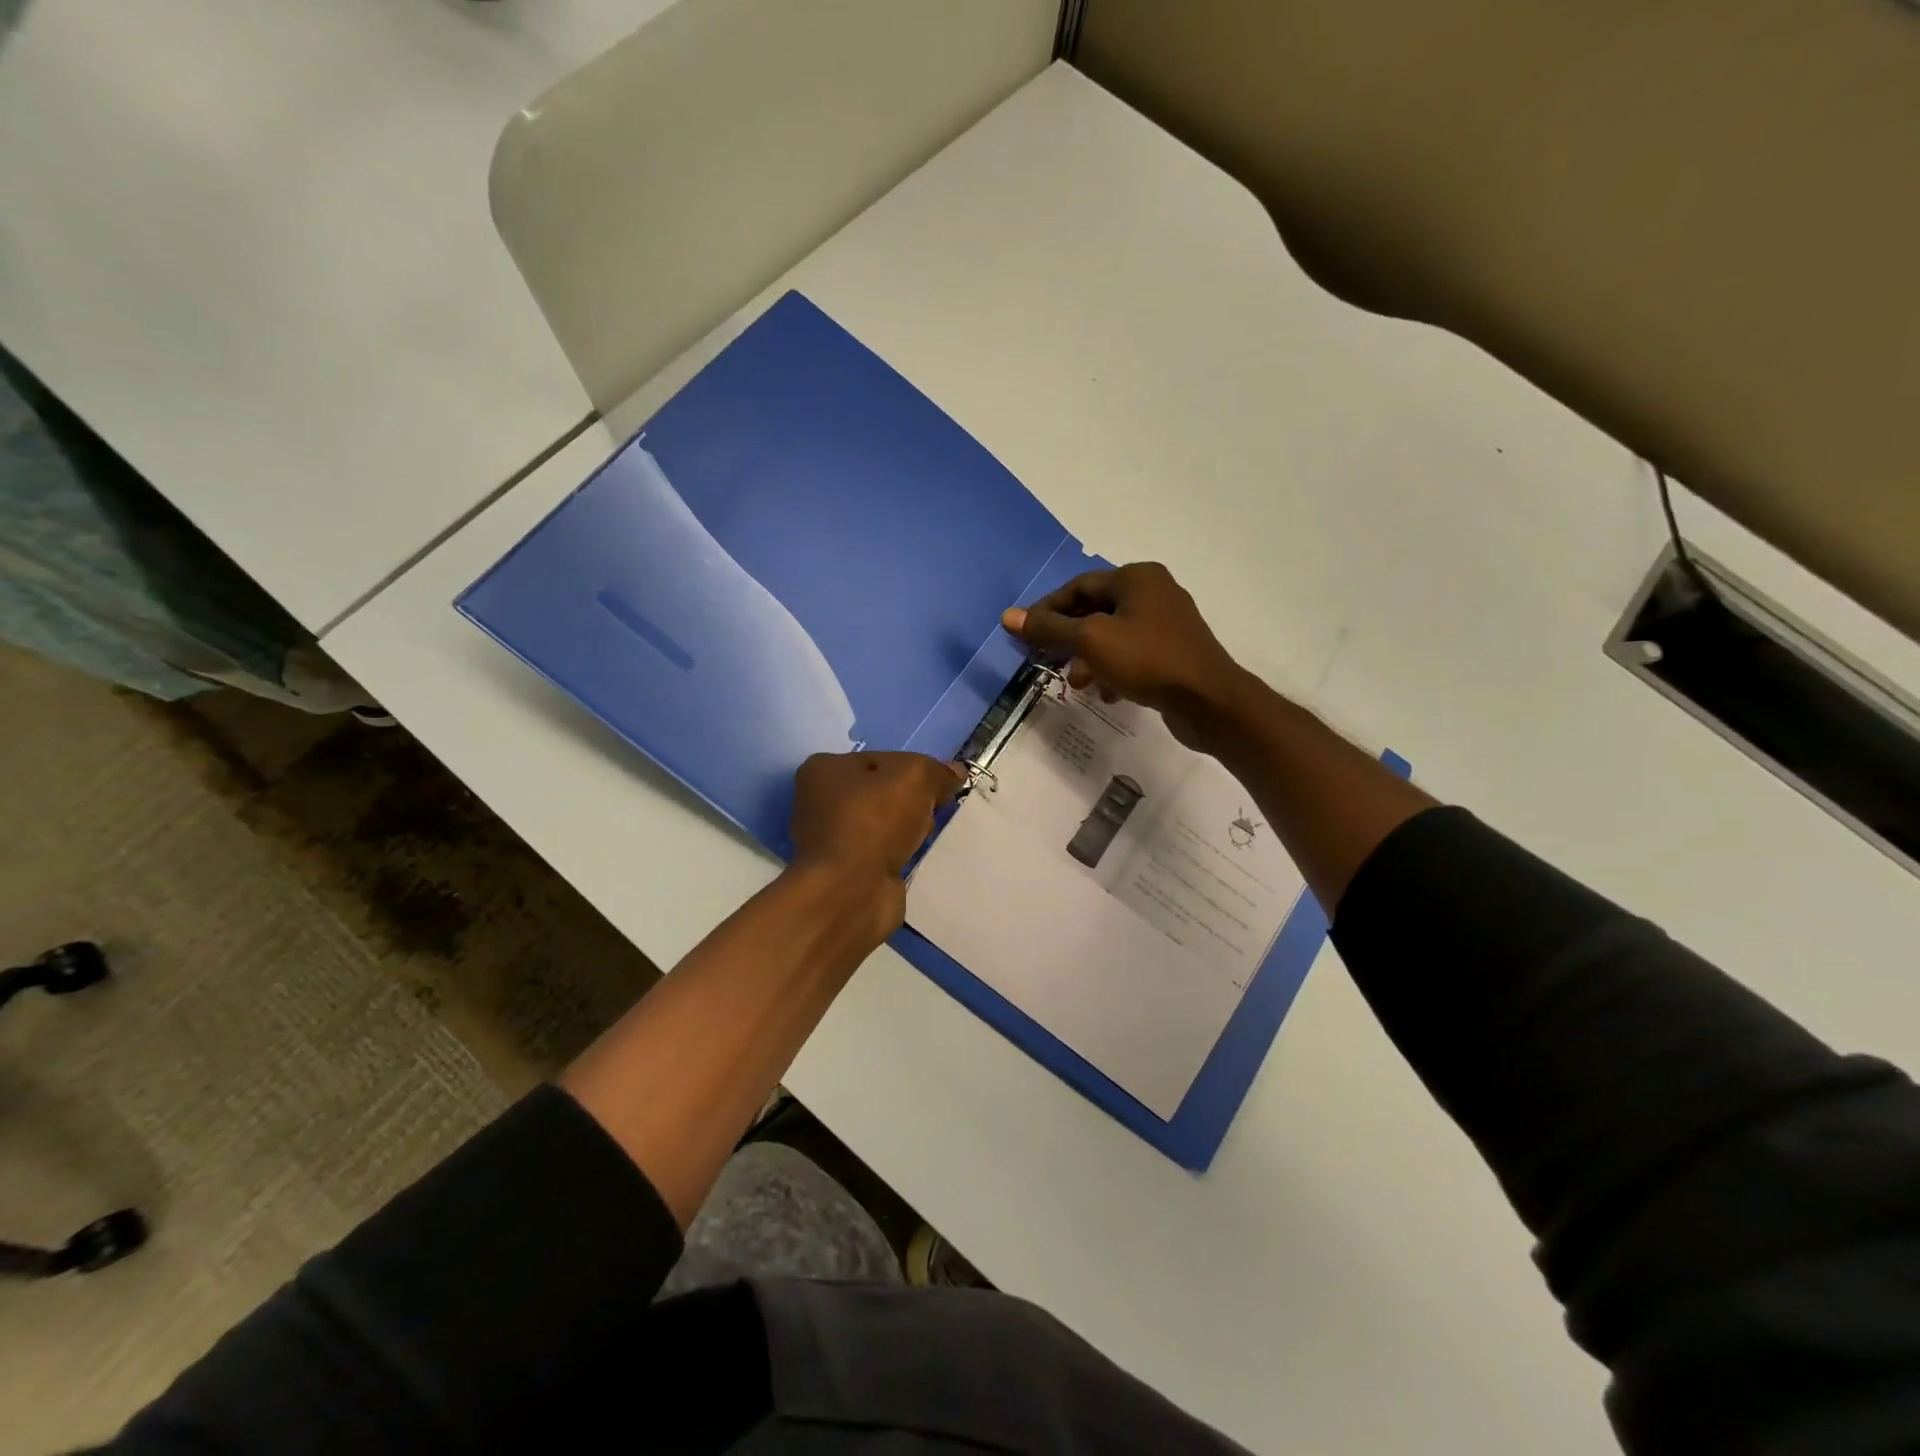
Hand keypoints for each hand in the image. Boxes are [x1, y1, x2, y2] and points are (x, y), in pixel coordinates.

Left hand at [789, 751, 964, 890]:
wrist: (851, 891)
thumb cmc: (875, 821)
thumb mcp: (915, 777)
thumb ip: (937, 771)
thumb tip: (954, 772)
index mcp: (824, 769)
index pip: (882, 759)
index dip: (916, 769)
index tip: (941, 785)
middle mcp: (820, 801)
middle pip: (882, 791)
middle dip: (912, 800)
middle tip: (935, 810)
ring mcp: (831, 839)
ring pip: (884, 823)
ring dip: (907, 828)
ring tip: (926, 835)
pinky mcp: (845, 870)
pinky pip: (882, 852)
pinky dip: (899, 853)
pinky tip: (915, 856)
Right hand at [1002, 563, 1249, 749]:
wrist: (1208, 700)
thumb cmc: (1147, 660)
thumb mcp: (1091, 641)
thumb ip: (1049, 629)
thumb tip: (1008, 616)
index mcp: (1136, 578)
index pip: (1079, 586)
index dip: (1047, 609)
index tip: (1024, 633)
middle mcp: (1154, 592)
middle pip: (1096, 610)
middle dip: (1068, 637)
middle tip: (1044, 658)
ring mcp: (1168, 623)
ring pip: (1113, 636)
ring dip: (1089, 658)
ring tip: (1076, 683)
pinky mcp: (1175, 652)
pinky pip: (1133, 655)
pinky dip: (1114, 670)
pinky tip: (1106, 693)